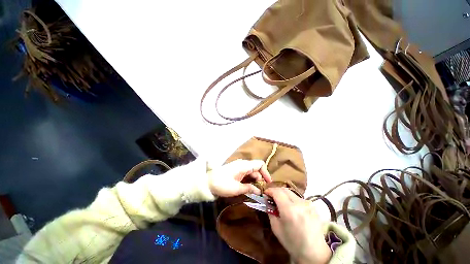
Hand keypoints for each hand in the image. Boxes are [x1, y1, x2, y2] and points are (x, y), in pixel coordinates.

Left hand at [208, 159, 271, 196]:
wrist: (206, 183)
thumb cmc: (222, 185)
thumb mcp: (237, 188)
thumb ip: (249, 188)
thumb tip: (259, 191)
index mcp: (244, 166)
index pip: (260, 165)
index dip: (266, 173)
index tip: (268, 183)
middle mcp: (242, 165)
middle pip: (256, 169)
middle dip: (261, 179)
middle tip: (262, 190)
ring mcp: (237, 168)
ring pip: (250, 173)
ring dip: (254, 181)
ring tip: (256, 191)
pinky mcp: (233, 172)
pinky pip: (245, 175)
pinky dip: (249, 181)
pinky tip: (249, 188)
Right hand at [265, 188, 330, 263]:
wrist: (312, 248)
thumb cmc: (291, 242)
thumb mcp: (276, 229)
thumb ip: (272, 214)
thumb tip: (269, 204)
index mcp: (289, 210)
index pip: (278, 192)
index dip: (270, 191)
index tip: (264, 194)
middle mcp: (300, 203)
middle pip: (286, 190)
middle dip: (277, 192)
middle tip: (271, 199)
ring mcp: (309, 204)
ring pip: (294, 195)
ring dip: (286, 197)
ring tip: (281, 206)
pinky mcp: (314, 206)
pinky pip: (301, 200)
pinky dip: (294, 201)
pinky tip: (292, 211)